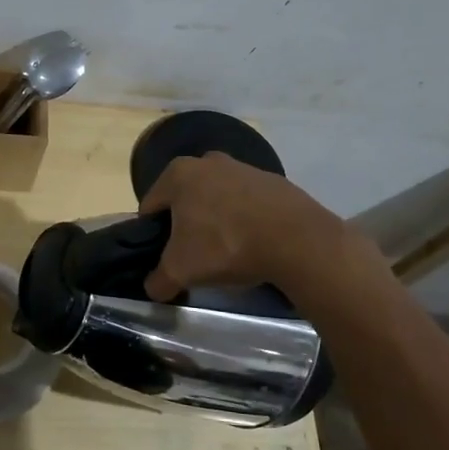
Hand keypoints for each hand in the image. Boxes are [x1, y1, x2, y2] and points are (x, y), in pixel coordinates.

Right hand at [137, 152, 351, 300]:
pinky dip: (245, 219)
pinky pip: (247, 203)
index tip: (165, 257)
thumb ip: (158, 280)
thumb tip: (153, 288)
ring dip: (216, 221)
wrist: (297, 240)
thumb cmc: (226, 246)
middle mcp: (207, 161)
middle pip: (185, 199)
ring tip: (227, 251)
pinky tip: (253, 243)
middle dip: (186, 225)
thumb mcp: (181, 271)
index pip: (151, 206)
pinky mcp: (273, 181)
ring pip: (217, 198)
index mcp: (178, 173)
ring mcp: (244, 167)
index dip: (152, 235)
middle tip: (194, 255)